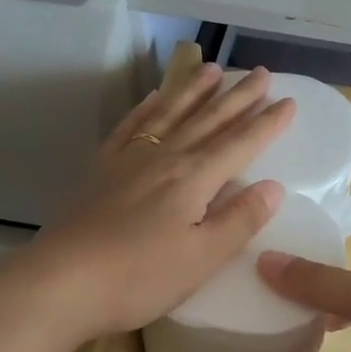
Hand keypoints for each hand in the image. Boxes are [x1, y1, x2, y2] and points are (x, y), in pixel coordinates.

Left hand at [15, 63, 294, 340]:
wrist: (61, 282)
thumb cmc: (139, 277)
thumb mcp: (202, 258)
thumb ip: (239, 220)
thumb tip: (274, 186)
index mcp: (194, 179)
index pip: (240, 144)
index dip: (267, 124)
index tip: (289, 102)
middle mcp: (165, 158)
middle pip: (209, 120)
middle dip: (238, 97)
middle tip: (261, 73)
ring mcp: (129, 159)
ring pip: (170, 114)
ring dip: (194, 90)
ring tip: (212, 69)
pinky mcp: (101, 169)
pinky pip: (130, 127)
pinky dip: (146, 109)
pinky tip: (153, 98)